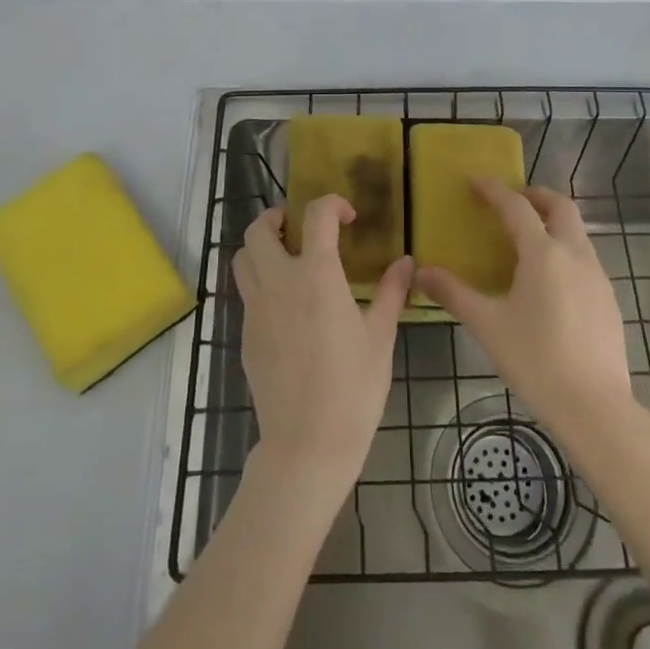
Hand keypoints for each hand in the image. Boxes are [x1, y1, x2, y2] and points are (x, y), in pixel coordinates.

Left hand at [235, 197, 412, 500]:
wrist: (307, 444)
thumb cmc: (353, 388)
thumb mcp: (380, 337)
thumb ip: (390, 292)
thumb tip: (406, 262)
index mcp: (315, 275)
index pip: (316, 215)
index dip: (332, 204)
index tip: (348, 218)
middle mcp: (278, 282)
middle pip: (259, 230)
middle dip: (278, 218)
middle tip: (300, 228)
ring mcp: (256, 309)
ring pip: (242, 259)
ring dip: (261, 247)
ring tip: (286, 259)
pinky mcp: (246, 335)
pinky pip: (246, 293)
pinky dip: (260, 282)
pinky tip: (286, 306)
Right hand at [414, 180, 634, 442]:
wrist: (595, 407)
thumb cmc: (535, 360)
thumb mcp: (487, 325)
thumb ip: (454, 294)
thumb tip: (422, 272)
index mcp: (543, 253)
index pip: (516, 207)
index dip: (494, 191)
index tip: (476, 182)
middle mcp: (574, 254)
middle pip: (560, 207)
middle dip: (536, 196)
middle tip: (512, 201)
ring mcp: (597, 276)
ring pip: (577, 232)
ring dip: (553, 223)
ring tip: (529, 240)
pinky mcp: (608, 299)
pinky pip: (586, 259)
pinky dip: (566, 251)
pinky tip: (550, 282)